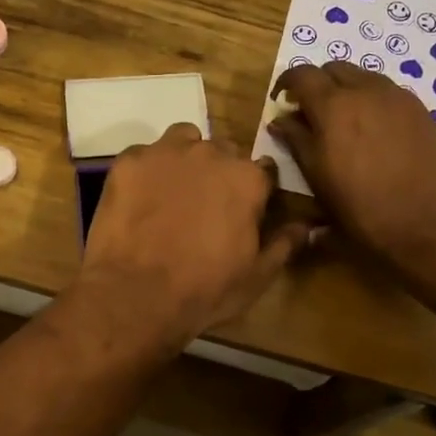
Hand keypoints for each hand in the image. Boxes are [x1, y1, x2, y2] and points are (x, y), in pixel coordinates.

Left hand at [74, 124, 307, 349]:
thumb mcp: (256, 276)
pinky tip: (140, 199)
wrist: (136, 295)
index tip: (244, 212)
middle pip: (222, 152)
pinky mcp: (129, 161)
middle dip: (219, 174)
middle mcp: (210, 153)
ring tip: (173, 193)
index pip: (262, 171)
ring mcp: (166, 153)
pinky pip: (145, 154)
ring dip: (185, 159)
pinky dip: (147, 171)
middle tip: (205, 207)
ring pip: (183, 141)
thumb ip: (284, 244)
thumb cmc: (205, 290)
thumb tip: (306, 226)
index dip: (254, 192)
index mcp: (247, 178)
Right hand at [269, 62, 435, 260]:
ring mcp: (398, 97)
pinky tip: (373, 132)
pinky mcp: (421, 110)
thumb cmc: (363, 210)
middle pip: (334, 68)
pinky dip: (371, 100)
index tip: (281, 101)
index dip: (286, 82)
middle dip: (317, 84)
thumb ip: (297, 142)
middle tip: (310, 113)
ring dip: (345, 89)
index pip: (302, 74)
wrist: (430, 225)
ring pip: (363, 77)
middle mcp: (366, 90)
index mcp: (334, 106)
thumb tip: (281, 120)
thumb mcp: (318, 179)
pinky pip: (388, 92)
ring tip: (342, 122)